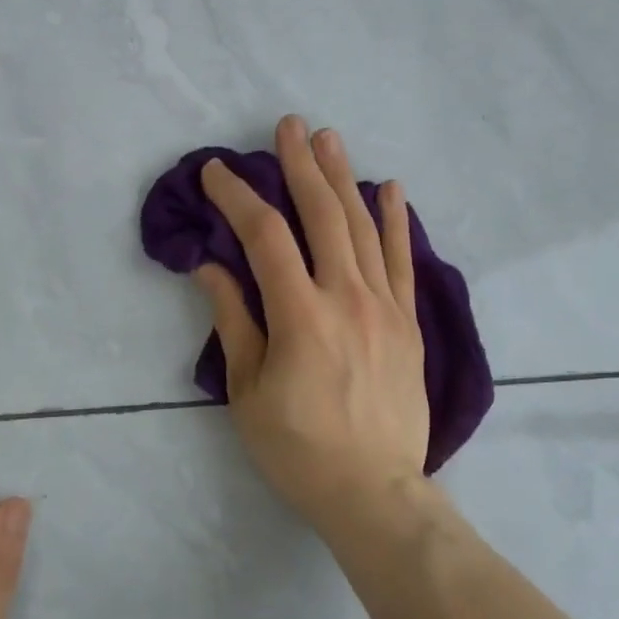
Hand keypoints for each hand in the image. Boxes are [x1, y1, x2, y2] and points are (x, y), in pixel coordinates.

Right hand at [196, 115, 431, 539]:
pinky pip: (401, 260)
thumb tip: (210, 267)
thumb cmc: (298, 449)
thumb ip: (233, 320)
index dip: (237, 198)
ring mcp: (384, 307)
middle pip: (322, 215)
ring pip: (362, 228)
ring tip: (329, 139)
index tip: (217, 173)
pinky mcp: (408, 322)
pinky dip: (394, 221)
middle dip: (301, 166)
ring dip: (344, 179)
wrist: (373, 491)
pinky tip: (389, 188)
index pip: (265, 237)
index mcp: (300, 315)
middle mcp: (346, 297)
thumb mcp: (248, 390)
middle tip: (288, 127)